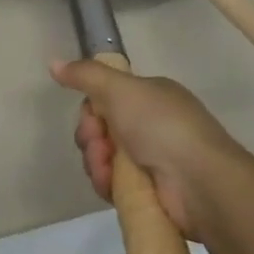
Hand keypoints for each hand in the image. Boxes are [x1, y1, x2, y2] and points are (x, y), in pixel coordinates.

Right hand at [50, 59, 247, 240]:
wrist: (199, 182)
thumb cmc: (161, 126)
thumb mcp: (120, 89)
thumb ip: (85, 74)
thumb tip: (53, 63)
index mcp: (150, 96)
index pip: (106, 97)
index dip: (91, 107)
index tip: (92, 116)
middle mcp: (151, 125)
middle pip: (100, 128)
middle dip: (90, 136)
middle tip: (98, 143)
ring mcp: (151, 159)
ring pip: (103, 157)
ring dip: (96, 161)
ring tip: (106, 169)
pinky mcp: (148, 191)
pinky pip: (112, 183)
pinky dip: (106, 183)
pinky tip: (110, 185)